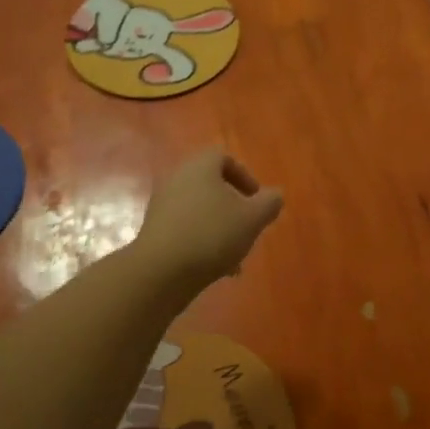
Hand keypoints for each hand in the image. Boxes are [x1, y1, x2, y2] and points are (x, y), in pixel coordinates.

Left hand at [135, 148, 283, 288]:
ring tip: (235, 257)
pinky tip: (216, 269)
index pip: (223, 157)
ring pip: (200, 211)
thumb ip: (269, 203)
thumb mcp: (253, 218)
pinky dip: (202, 242)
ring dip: (220, 228)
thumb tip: (275, 195)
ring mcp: (162, 206)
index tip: (256, 199)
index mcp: (200, 167)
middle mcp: (177, 180)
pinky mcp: (154, 231)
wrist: (161, 271)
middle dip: (233, 207)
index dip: (244, 176)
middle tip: (247, 227)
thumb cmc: (212, 235)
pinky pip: (185, 229)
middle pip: (211, 186)